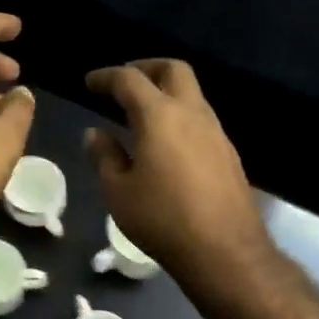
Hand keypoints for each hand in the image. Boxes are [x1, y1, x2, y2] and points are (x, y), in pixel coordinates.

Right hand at [85, 59, 270, 286]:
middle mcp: (192, 113)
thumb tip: (96, 133)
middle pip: (173, 70)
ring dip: (166, 92)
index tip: (90, 82)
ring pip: (192, 94)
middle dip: (146, 68)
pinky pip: (201, 119)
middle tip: (123, 83)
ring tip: (141, 114)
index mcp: (159, 116)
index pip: (129, 80)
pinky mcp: (228, 153)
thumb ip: (104, 156)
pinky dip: (180, 116)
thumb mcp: (118, 191)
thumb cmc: (161, 219)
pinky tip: (166, 143)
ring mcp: (216, 132)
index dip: (106, 76)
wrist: (224, 251)